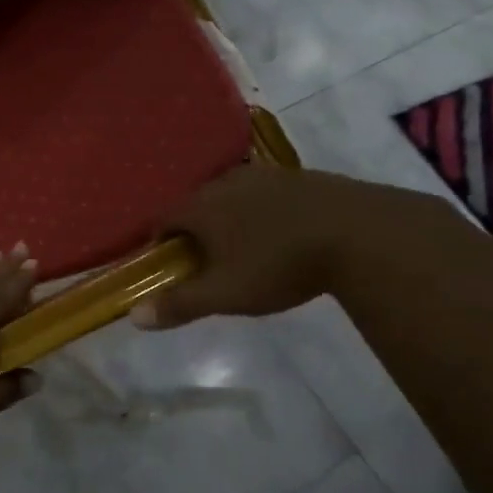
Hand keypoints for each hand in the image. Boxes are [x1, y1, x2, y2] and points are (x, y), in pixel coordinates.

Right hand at [131, 165, 439, 328]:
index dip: (160, 242)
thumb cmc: (279, 264)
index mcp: (201, 206)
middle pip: (196, 204)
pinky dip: (261, 211)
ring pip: (231, 196)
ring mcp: (264, 175)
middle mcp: (225, 182)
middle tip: (208, 262)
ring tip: (245, 248)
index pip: (163, 218)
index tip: (169, 265)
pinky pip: (264, 193)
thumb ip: (180, 304)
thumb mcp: (226, 294)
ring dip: (229, 218)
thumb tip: (133, 316)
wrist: (358, 233)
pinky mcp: (298, 176)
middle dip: (195, 230)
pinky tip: (282, 234)